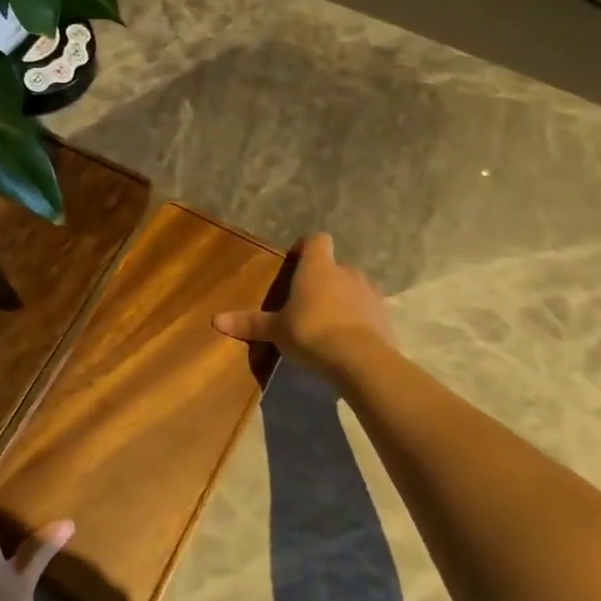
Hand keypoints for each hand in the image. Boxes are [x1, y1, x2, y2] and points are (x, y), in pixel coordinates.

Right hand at [213, 232, 393, 376]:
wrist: (360, 359)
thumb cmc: (311, 332)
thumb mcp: (276, 330)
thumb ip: (249, 323)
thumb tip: (216, 320)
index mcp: (318, 267)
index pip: (317, 240)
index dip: (307, 247)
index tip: (295, 260)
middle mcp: (346, 272)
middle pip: (335, 266)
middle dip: (323, 280)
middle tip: (306, 301)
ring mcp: (369, 293)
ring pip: (353, 288)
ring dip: (342, 299)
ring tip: (327, 322)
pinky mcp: (384, 316)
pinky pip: (367, 311)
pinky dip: (358, 319)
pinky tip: (346, 340)